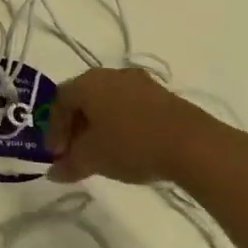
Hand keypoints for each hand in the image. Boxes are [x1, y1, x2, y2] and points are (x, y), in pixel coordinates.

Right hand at [42, 68, 226, 185]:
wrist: (194, 145)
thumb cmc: (131, 145)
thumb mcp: (92, 159)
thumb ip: (68, 164)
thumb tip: (53, 172)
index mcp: (87, 82)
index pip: (58, 101)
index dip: (53, 129)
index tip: (57, 154)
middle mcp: (111, 74)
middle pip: (83, 99)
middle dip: (75, 127)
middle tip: (75, 153)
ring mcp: (141, 82)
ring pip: (108, 102)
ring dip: (99, 126)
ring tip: (102, 152)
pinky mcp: (164, 95)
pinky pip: (130, 106)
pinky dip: (121, 124)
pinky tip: (127, 146)